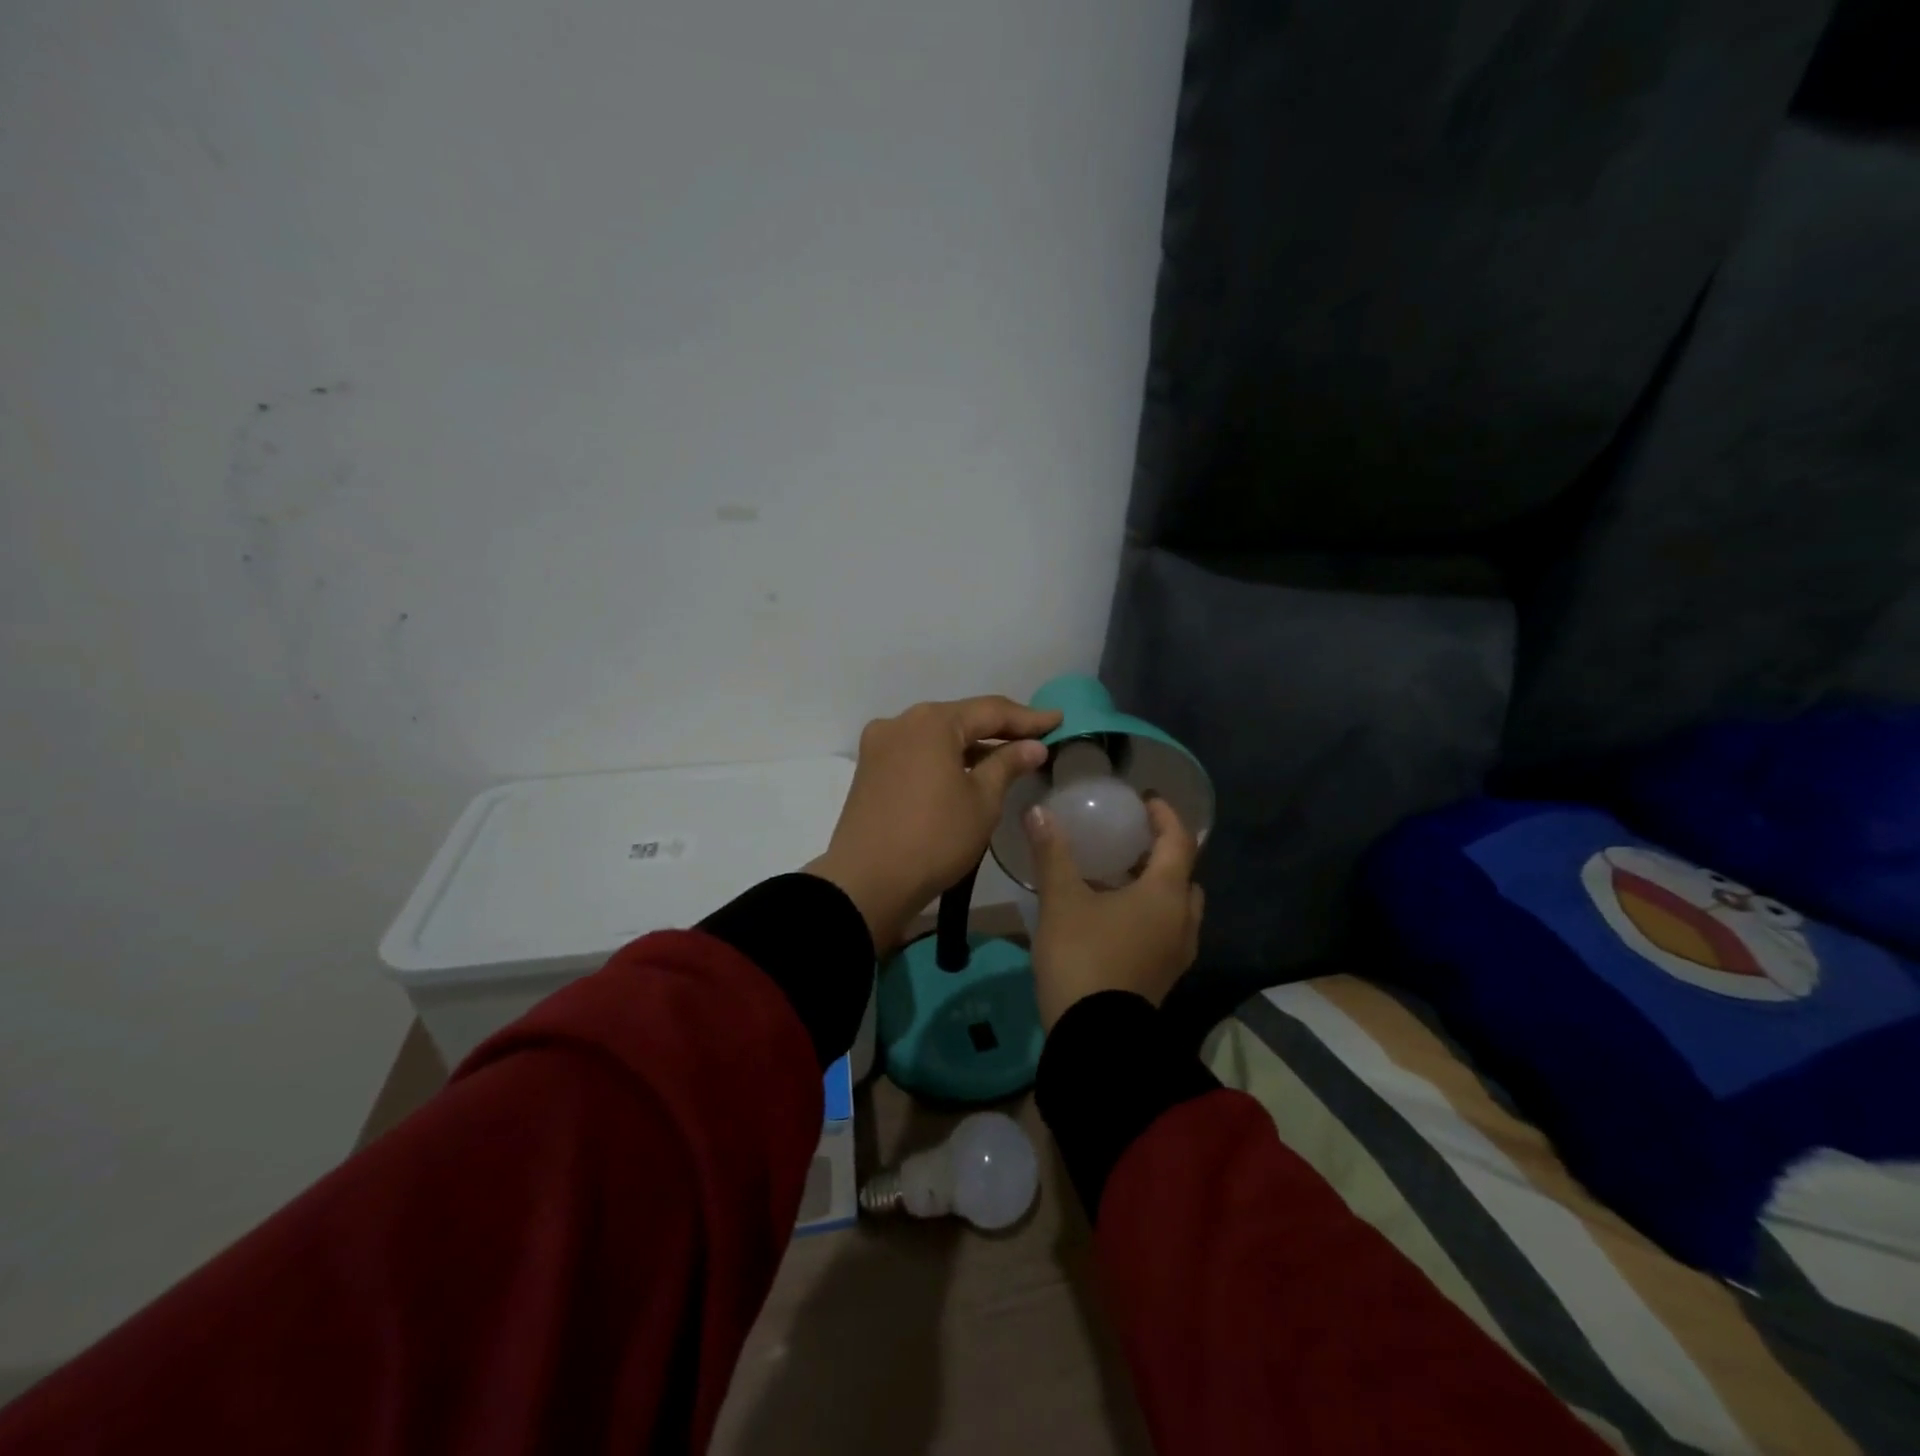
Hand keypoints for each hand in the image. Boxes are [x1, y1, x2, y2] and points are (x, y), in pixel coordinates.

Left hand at [807, 696, 1063, 954]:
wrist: (867, 883)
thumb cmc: (934, 838)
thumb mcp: (982, 801)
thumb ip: (1008, 764)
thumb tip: (1032, 746)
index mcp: (932, 722)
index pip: (990, 710)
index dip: (1028, 717)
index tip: (1058, 720)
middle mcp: (901, 722)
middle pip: (960, 719)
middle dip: (998, 729)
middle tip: (1036, 737)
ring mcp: (880, 745)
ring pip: (937, 736)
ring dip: (971, 745)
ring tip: (1007, 756)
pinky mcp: (870, 770)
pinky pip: (917, 753)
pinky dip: (945, 759)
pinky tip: (967, 772)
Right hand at [1026, 796, 1203, 1029]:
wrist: (1095, 1038)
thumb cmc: (1083, 957)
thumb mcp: (1062, 901)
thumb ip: (1052, 853)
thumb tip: (1037, 811)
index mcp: (1166, 894)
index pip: (1179, 841)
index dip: (1165, 815)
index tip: (1146, 799)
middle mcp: (1182, 920)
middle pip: (1184, 875)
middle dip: (1162, 854)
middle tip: (1132, 840)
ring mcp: (1177, 953)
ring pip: (1176, 907)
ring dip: (1156, 886)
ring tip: (1119, 876)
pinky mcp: (1164, 976)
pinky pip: (1166, 930)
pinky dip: (1150, 913)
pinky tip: (1114, 916)